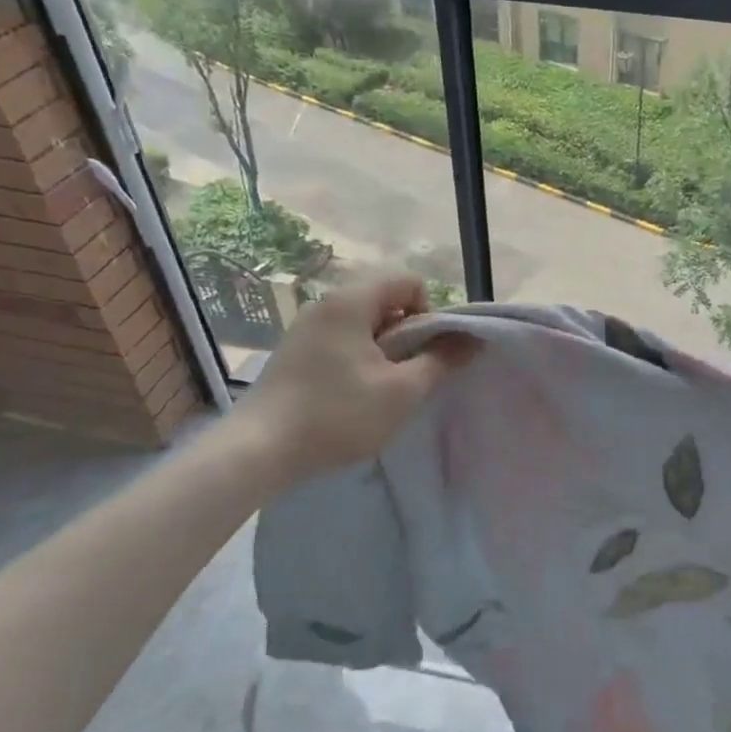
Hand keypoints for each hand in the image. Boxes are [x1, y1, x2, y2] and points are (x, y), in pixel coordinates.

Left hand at [226, 272, 473, 487]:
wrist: (258, 451)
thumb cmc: (337, 415)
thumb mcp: (402, 391)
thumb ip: (442, 360)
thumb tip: (472, 338)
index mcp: (350, 301)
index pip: (408, 280)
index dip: (429, 311)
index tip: (425, 352)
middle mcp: (325, 303)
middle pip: (386, 299)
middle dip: (408, 333)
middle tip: (407, 375)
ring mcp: (305, 327)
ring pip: (364, 323)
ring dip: (385, 350)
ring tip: (382, 390)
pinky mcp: (294, 352)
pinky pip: (342, 340)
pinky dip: (359, 359)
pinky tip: (354, 397)